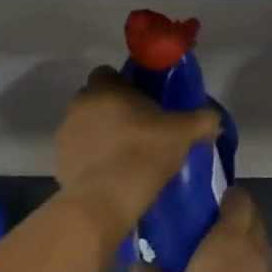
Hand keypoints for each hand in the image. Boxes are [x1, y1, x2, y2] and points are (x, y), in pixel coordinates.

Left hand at [54, 66, 219, 232]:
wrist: (108, 198)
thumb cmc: (145, 152)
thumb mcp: (185, 132)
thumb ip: (202, 119)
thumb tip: (213, 118)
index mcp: (104, 87)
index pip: (109, 73)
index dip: (126, 86)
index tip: (143, 102)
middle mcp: (79, 103)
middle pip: (97, 100)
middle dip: (113, 111)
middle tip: (138, 130)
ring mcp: (65, 134)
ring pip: (85, 127)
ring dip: (100, 136)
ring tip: (124, 157)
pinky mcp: (58, 162)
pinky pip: (78, 154)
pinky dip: (90, 161)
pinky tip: (110, 176)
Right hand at [133, 187, 271, 271]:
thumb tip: (137, 264)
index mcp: (230, 240)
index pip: (241, 199)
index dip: (227, 197)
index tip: (207, 205)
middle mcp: (257, 252)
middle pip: (254, 221)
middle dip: (236, 219)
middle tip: (208, 232)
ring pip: (262, 250)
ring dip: (245, 249)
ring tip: (218, 264)